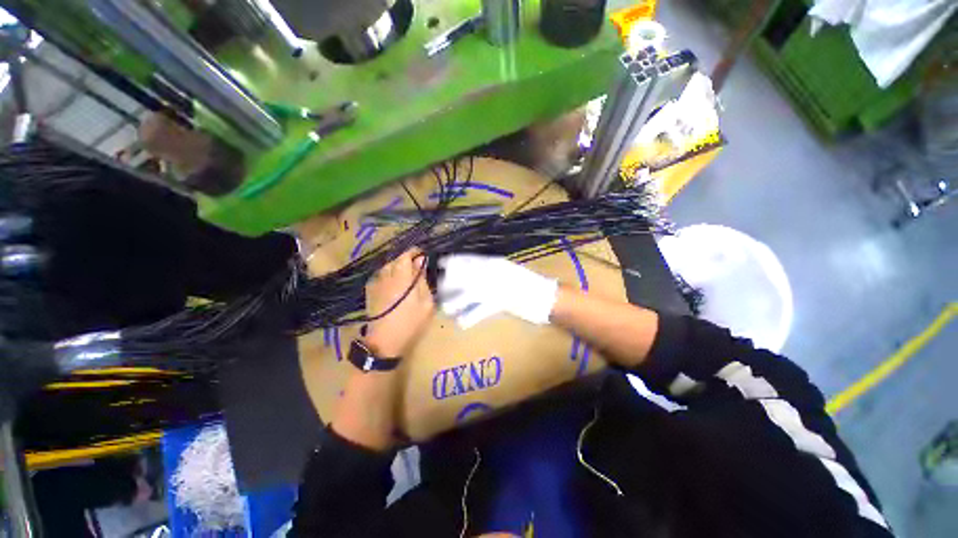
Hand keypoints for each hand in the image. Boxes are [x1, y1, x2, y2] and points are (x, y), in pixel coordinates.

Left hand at [364, 248, 434, 356]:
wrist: (384, 341)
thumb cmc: (411, 322)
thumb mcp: (426, 302)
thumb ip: (423, 280)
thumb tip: (421, 261)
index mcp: (402, 278)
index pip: (406, 255)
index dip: (415, 252)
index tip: (423, 256)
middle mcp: (387, 276)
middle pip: (396, 259)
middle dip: (407, 259)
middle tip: (417, 268)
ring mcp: (376, 283)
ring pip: (387, 266)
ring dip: (397, 267)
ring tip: (406, 275)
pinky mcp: (370, 291)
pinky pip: (381, 275)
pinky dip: (389, 275)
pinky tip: (394, 284)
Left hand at [438, 254, 557, 328]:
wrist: (542, 295)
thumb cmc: (524, 280)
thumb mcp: (505, 268)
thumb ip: (488, 267)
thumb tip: (468, 269)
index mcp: (491, 262)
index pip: (464, 259)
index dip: (450, 262)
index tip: (438, 264)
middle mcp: (489, 273)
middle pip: (460, 276)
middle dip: (446, 283)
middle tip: (440, 289)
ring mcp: (492, 289)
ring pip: (465, 295)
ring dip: (453, 302)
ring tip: (446, 308)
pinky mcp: (497, 304)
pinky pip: (478, 312)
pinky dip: (468, 318)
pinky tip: (461, 323)